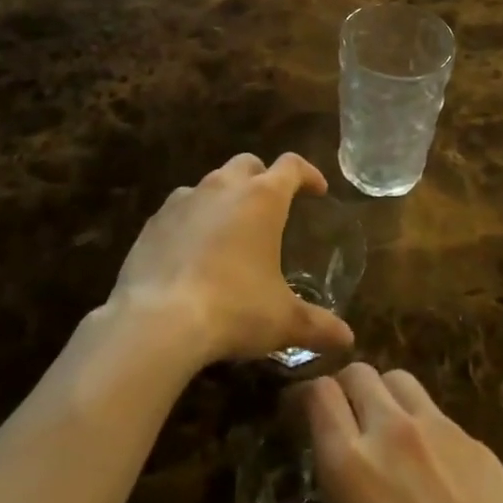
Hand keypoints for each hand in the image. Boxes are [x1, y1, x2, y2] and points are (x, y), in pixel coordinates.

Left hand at [107, 153, 355, 367]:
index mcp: (263, 198)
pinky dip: (192, 219)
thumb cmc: (233, 310)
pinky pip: (180, 208)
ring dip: (225, 197)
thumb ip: (317, 325)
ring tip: (230, 230)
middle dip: (263, 178)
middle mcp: (224, 187)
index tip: (317, 190)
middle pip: (248, 164)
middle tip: (271, 206)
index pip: (292, 166)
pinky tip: (192, 250)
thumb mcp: (282, 321)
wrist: (157, 320)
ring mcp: (184, 199)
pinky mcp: (154, 221)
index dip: (308, 173)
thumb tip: (348, 338)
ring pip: (211, 183)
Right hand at [285, 365, 502, 502]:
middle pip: (359, 374)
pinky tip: (433, 473)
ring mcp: (444, 434)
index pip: (318, 394)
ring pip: (401, 382)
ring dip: (383, 398)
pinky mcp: (483, 448)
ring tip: (383, 437)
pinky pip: (440, 415)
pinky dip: (423, 426)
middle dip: (341, 391)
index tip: (291, 419)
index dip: (300, 398)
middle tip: (336, 428)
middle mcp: (394, 434)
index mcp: (351, 471)